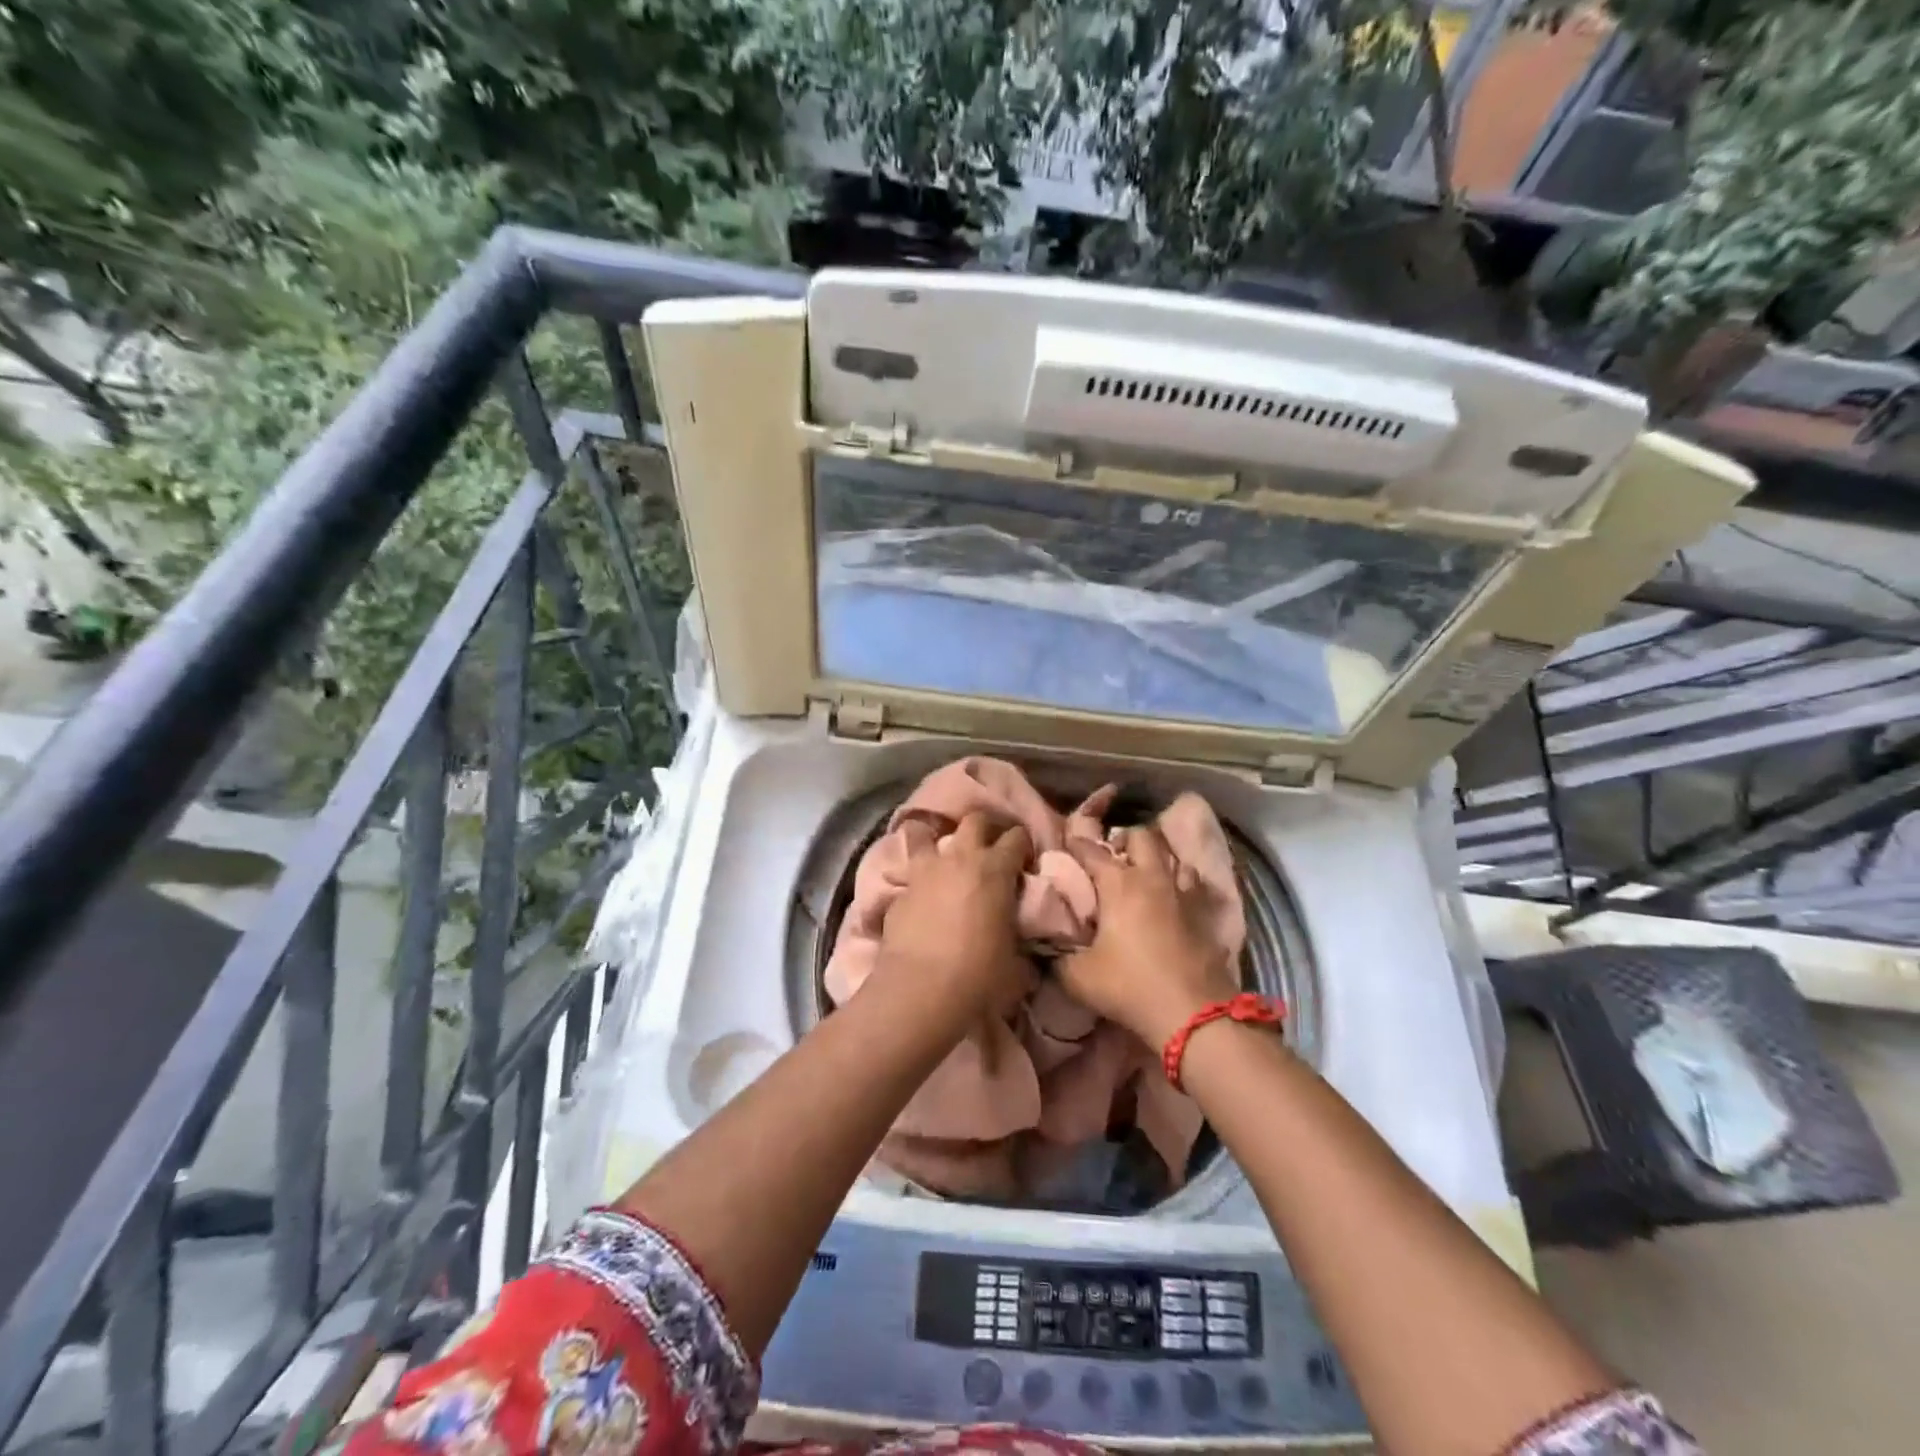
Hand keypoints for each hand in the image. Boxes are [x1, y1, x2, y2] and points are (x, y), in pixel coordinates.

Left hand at [879, 811, 1036, 1022]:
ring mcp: (925, 871)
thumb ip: (1020, 946)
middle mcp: (960, 858)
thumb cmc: (979, 976)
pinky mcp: (899, 891)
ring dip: (938, 840)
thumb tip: (1025, 957)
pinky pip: (909, 872)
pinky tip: (920, 895)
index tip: (1024, 861)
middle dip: (986, 827)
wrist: (921, 991)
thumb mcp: (1016, 964)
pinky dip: (917, 878)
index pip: (1017, 837)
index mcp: (996, 869)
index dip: (1023, 845)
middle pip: (975, 820)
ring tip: (945, 858)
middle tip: (990, 847)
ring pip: (927, 833)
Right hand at [1057, 825, 1240, 1047]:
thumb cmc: (1129, 986)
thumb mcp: (1077, 977)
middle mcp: (1152, 878)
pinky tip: (1173, 901)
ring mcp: (1183, 894)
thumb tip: (1044, 949)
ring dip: (1158, 861)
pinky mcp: (1205, 915)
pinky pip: (1193, 886)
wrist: (1192, 1013)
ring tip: (1145, 876)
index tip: (1066, 844)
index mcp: (1118, 884)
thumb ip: (1056, 958)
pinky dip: (1181, 886)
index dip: (1076, 843)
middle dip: (1125, 839)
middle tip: (1112, 857)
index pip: (1091, 849)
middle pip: (1142, 836)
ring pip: (1174, 858)